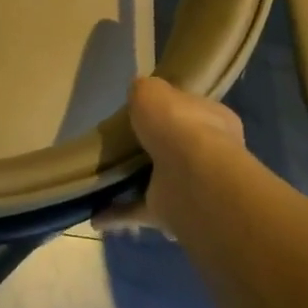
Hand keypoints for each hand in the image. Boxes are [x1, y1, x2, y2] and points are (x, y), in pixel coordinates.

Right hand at [93, 77, 244, 235]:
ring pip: (159, 183)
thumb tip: (140, 95)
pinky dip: (118, 215)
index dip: (170, 112)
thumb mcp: (152, 91)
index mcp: (213, 120)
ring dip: (135, 185)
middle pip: (176, 148)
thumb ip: (144, 91)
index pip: (192, 111)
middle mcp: (209, 155)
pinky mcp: (172, 213)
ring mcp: (191, 187)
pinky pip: (139, 212)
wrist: (191, 176)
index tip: (143, 114)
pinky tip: (94, 216)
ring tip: (102, 181)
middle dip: (152, 150)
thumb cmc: (177, 124)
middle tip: (120, 147)